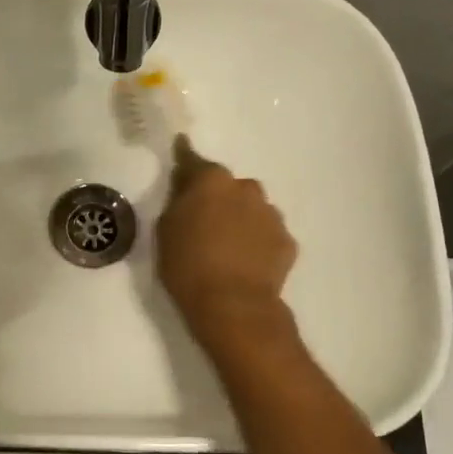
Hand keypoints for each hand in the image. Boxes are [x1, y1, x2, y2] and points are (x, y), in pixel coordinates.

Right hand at [157, 137, 297, 348]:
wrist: (234, 306)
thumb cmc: (188, 266)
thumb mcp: (165, 230)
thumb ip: (177, 202)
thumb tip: (186, 190)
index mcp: (211, 181)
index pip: (192, 160)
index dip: (184, 157)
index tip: (181, 146)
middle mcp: (245, 188)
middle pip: (227, 186)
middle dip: (216, 197)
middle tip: (203, 221)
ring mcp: (271, 214)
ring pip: (251, 208)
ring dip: (240, 218)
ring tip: (227, 246)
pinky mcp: (287, 241)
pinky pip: (266, 234)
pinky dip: (257, 241)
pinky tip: (246, 262)